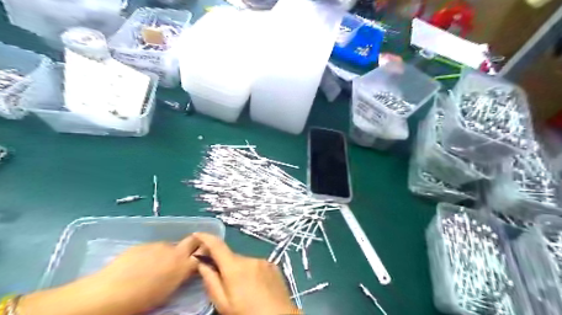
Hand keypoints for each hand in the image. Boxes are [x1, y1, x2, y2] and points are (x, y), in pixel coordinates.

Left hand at [19, 236, 203, 314]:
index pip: (203, 253)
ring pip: (171, 245)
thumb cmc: (141, 301)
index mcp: (183, 266)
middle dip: (195, 244)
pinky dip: (153, 253)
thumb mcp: (167, 292)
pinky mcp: (143, 245)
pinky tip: (141, 265)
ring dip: (169, 252)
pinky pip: (154, 247)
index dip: (205, 254)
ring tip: (156, 265)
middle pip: (193, 240)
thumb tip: (183, 271)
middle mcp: (174, 251)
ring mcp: (158, 245)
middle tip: (187, 255)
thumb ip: (179, 276)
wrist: (108, 293)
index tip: (203, 258)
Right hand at [194, 232, 299, 313]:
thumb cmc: (246, 313)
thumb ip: (211, 281)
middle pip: (231, 257)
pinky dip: (252, 272)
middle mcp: (249, 258)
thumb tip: (202, 263)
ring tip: (244, 290)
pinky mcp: (273, 265)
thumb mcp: (223, 303)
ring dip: (240, 271)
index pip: (217, 246)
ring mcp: (263, 261)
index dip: (206, 238)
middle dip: (225, 266)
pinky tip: (256, 287)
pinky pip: (256, 265)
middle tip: (225, 284)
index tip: (198, 234)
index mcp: (234, 267)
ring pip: (244, 262)